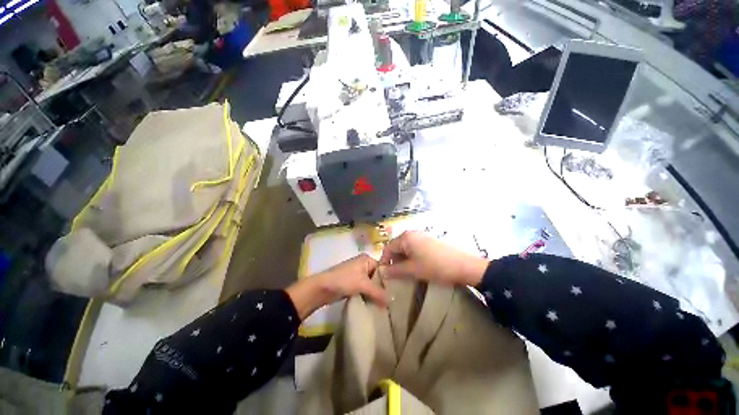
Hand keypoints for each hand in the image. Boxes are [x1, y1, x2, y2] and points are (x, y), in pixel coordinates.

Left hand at [286, 254, 387, 319]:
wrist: (322, 288)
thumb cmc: (344, 280)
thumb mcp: (363, 284)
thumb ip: (378, 292)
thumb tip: (393, 300)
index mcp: (367, 259)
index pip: (383, 268)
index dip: (389, 280)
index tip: (397, 292)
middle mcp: (363, 265)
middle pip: (377, 277)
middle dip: (382, 288)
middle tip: (392, 300)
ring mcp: (357, 275)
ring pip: (371, 285)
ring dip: (376, 294)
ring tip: (386, 304)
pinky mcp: (353, 284)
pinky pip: (365, 290)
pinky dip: (369, 296)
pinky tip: (376, 305)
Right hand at [379, 231, 487, 286]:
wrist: (463, 265)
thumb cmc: (435, 266)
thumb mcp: (412, 270)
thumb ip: (395, 270)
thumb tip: (382, 272)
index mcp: (405, 238)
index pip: (388, 248)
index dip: (384, 261)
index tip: (384, 275)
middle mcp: (412, 233)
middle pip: (396, 247)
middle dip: (394, 261)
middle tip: (396, 275)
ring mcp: (421, 235)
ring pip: (406, 248)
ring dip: (403, 260)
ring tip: (407, 272)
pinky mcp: (429, 240)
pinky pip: (414, 247)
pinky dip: (412, 257)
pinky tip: (417, 266)